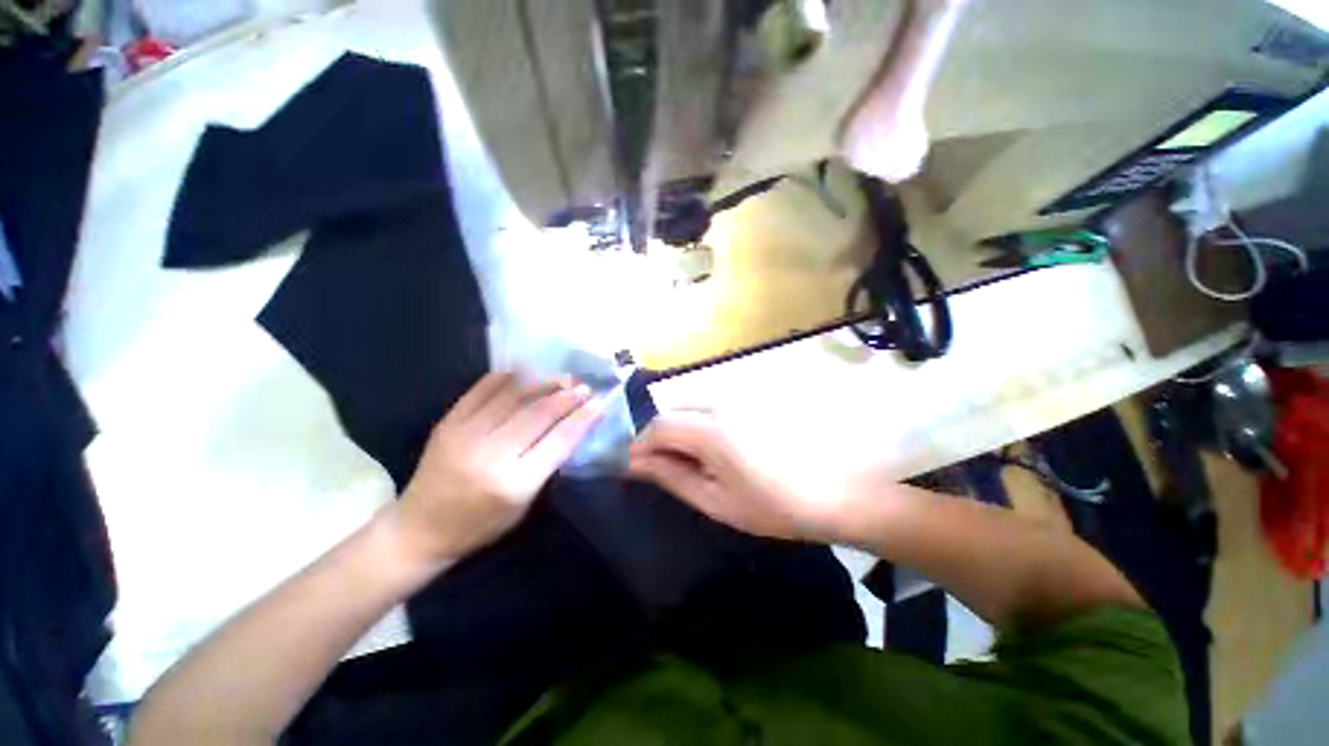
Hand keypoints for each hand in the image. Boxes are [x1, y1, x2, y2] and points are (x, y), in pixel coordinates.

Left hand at [393, 373, 604, 563]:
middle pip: (537, 414)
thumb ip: (547, 464)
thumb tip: (571, 427)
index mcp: (513, 483)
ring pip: (513, 397)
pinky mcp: (448, 422)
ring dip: (543, 383)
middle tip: (584, 387)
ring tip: (562, 378)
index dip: (582, 419)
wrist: (419, 529)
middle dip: (567, 397)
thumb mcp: (524, 504)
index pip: (558, 442)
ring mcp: (464, 435)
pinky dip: (508, 378)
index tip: (599, 403)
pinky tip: (526, 372)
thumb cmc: (480, 525)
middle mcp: (489, 455)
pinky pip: (482, 390)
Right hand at [626, 410, 849, 542]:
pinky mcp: (754, 396)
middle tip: (663, 464)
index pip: (658, 425)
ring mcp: (741, 394)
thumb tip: (634, 462)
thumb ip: (671, 475)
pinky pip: (713, 402)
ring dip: (681, 426)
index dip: (640, 444)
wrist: (839, 491)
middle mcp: (722, 400)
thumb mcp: (716, 500)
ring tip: (691, 457)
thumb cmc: (775, 506)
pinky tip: (717, 444)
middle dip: (660, 434)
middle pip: (673, 407)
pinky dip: (702, 420)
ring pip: (692, 402)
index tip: (635, 466)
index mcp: (711, 429)